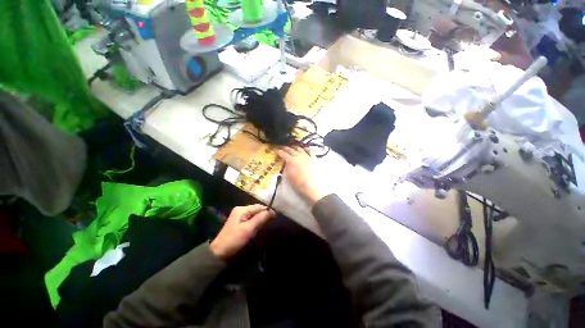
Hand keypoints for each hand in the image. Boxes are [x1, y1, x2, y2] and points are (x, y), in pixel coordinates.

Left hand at [210, 205, 274, 259]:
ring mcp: (239, 216)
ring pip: (254, 214)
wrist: (219, 252)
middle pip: (256, 209)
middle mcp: (241, 210)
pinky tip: (260, 227)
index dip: (267, 210)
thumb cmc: (234, 239)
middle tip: (272, 221)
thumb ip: (260, 218)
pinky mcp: (239, 222)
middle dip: (264, 214)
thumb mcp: (249, 229)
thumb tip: (271, 211)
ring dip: (261, 218)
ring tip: (268, 224)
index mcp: (242, 209)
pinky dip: (256, 222)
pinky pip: (251, 219)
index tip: (276, 216)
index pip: (258, 206)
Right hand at [277, 146, 325, 204]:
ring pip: (300, 149)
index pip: (284, 154)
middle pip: (291, 150)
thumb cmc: (297, 182)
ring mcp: (307, 156)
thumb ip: (287, 167)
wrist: (310, 186)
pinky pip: (310, 151)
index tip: (278, 150)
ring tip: (293, 147)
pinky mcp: (313, 159)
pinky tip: (305, 148)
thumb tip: (286, 162)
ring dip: (295, 147)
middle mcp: (298, 156)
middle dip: (286, 148)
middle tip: (283, 147)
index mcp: (291, 160)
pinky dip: (307, 149)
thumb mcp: (288, 175)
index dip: (280, 152)